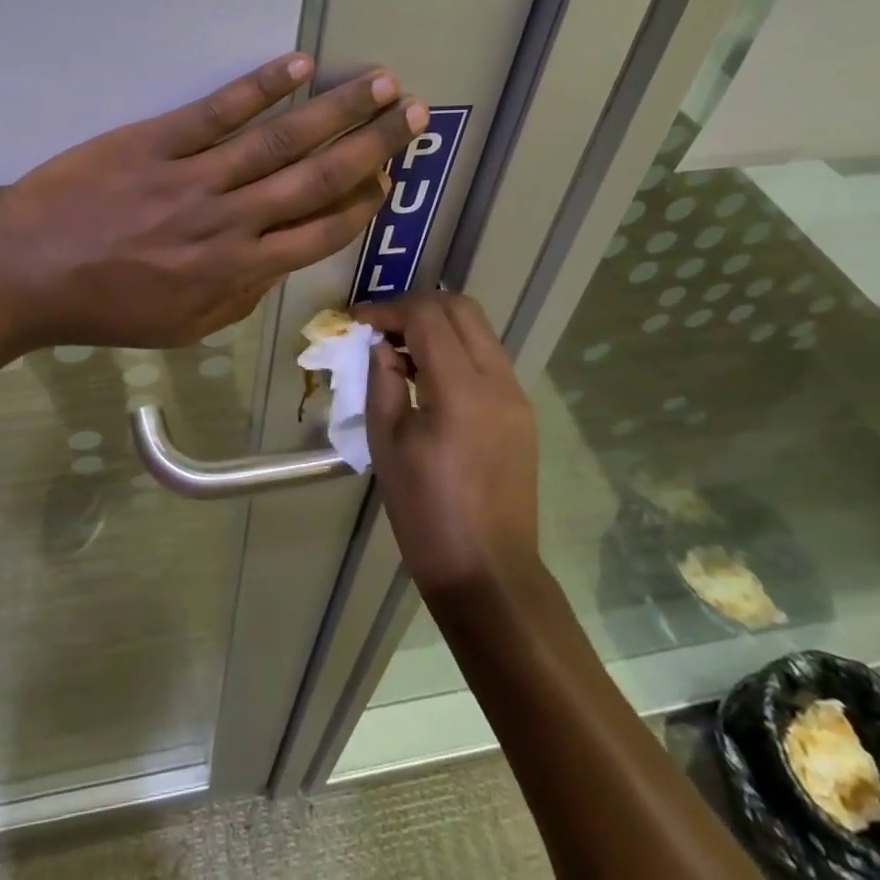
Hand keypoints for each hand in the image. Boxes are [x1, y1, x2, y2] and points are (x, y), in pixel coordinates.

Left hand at [0, 54, 426, 348]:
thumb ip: (240, 297)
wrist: (27, 274)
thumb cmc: (106, 307)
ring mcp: (193, 178)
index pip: (319, 233)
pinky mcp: (155, 142)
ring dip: (334, 110)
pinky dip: (260, 88)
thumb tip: (280, 263)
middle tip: (411, 113)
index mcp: (235, 271)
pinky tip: (298, 67)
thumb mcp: (182, 326)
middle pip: (315, 179)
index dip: (361, 203)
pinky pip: (217, 112)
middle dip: (370, 145)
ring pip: (278, 141)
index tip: (389, 178)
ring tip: (378, 82)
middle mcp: (228, 222)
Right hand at [359, 292, 540, 600]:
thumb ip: (383, 381)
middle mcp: (498, 381)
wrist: (487, 573)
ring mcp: (516, 395)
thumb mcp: (388, 444)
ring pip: (478, 328)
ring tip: (400, 348)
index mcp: (462, 391)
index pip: (427, 317)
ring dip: (437, 324)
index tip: (358, 321)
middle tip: (381, 327)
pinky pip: (487, 356)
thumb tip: (381, 345)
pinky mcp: (521, 411)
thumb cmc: (426, 514)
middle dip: (416, 306)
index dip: (389, 309)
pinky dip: (456, 348)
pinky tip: (428, 374)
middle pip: (460, 308)